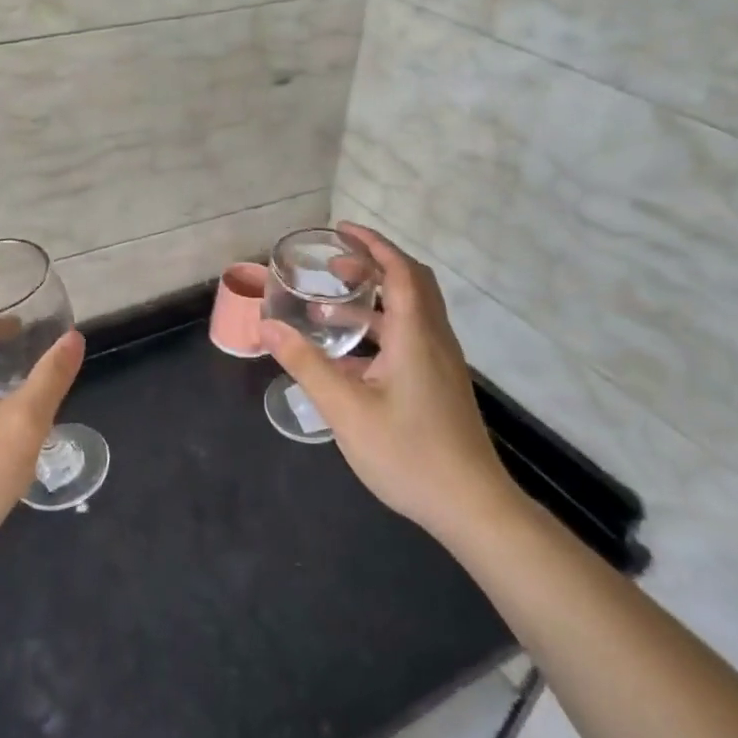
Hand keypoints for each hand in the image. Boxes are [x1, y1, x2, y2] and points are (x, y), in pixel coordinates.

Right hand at [261, 223, 520, 542]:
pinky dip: (381, 331)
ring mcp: (441, 365)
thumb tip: (267, 328)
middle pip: (411, 284)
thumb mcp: (345, 409)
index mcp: (417, 335)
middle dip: (373, 266)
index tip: (341, 231)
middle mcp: (434, 340)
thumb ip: (305, 365)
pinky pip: (411, 340)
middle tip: (332, 267)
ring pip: (411, 314)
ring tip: (328, 310)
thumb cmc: (408, 453)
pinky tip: (349, 360)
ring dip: (374, 301)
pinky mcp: (439, 386)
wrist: (470, 506)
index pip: (400, 270)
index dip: (372, 244)